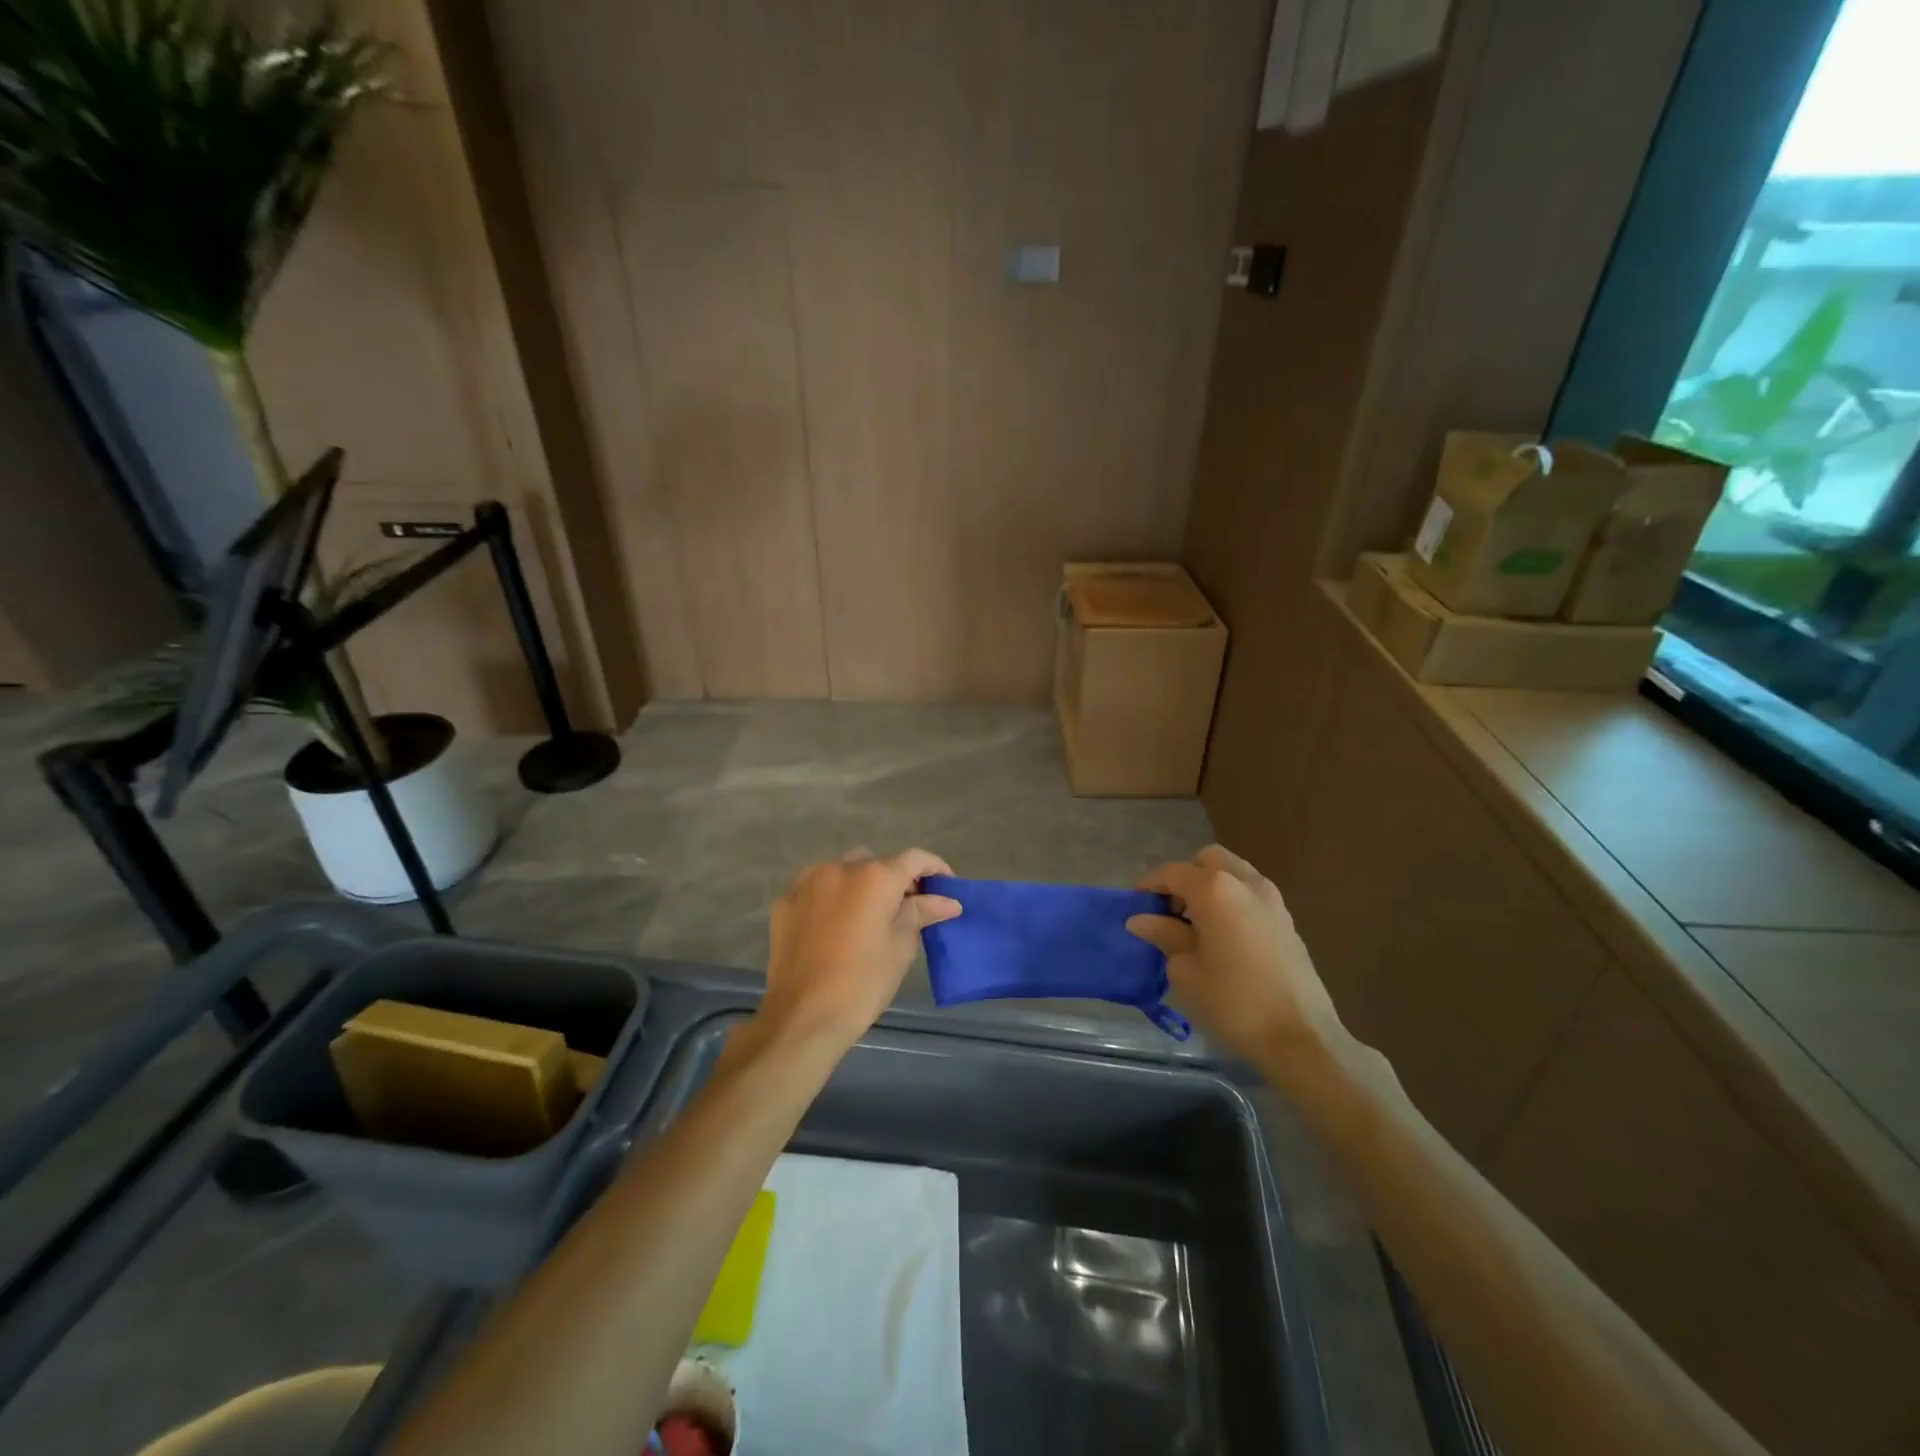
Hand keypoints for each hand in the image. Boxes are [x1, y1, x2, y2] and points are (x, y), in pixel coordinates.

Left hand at [759, 849, 960, 1053]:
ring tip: (869, 917)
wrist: (803, 1017)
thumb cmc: (863, 983)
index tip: (945, 888)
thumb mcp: (900, 947)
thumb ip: (921, 913)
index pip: (914, 859)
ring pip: (843, 871)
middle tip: (908, 909)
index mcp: (875, 877)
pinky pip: (817, 889)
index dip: (935, 868)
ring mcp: (807, 882)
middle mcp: (839, 868)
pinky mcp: (785, 902)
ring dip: (860, 885)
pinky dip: (832, 899)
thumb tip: (947, 901)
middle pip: (876, 863)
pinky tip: (836, 927)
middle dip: (895, 879)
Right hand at [1126, 845, 1342, 1065]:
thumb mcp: (1185, 970)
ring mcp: (1272, 899)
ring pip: (1233, 873)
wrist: (1300, 1037)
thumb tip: (1142, 920)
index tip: (1135, 906)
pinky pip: (1250, 894)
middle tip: (1170, 910)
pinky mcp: (1286, 920)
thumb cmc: (1233, 1001)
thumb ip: (1164, 935)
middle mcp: (1245, 882)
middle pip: (1207, 860)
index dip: (1149, 885)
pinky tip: (1222, 936)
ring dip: (1210, 887)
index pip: (1172, 872)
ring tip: (1195, 923)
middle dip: (1184, 877)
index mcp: (1215, 889)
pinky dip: (1231, 901)